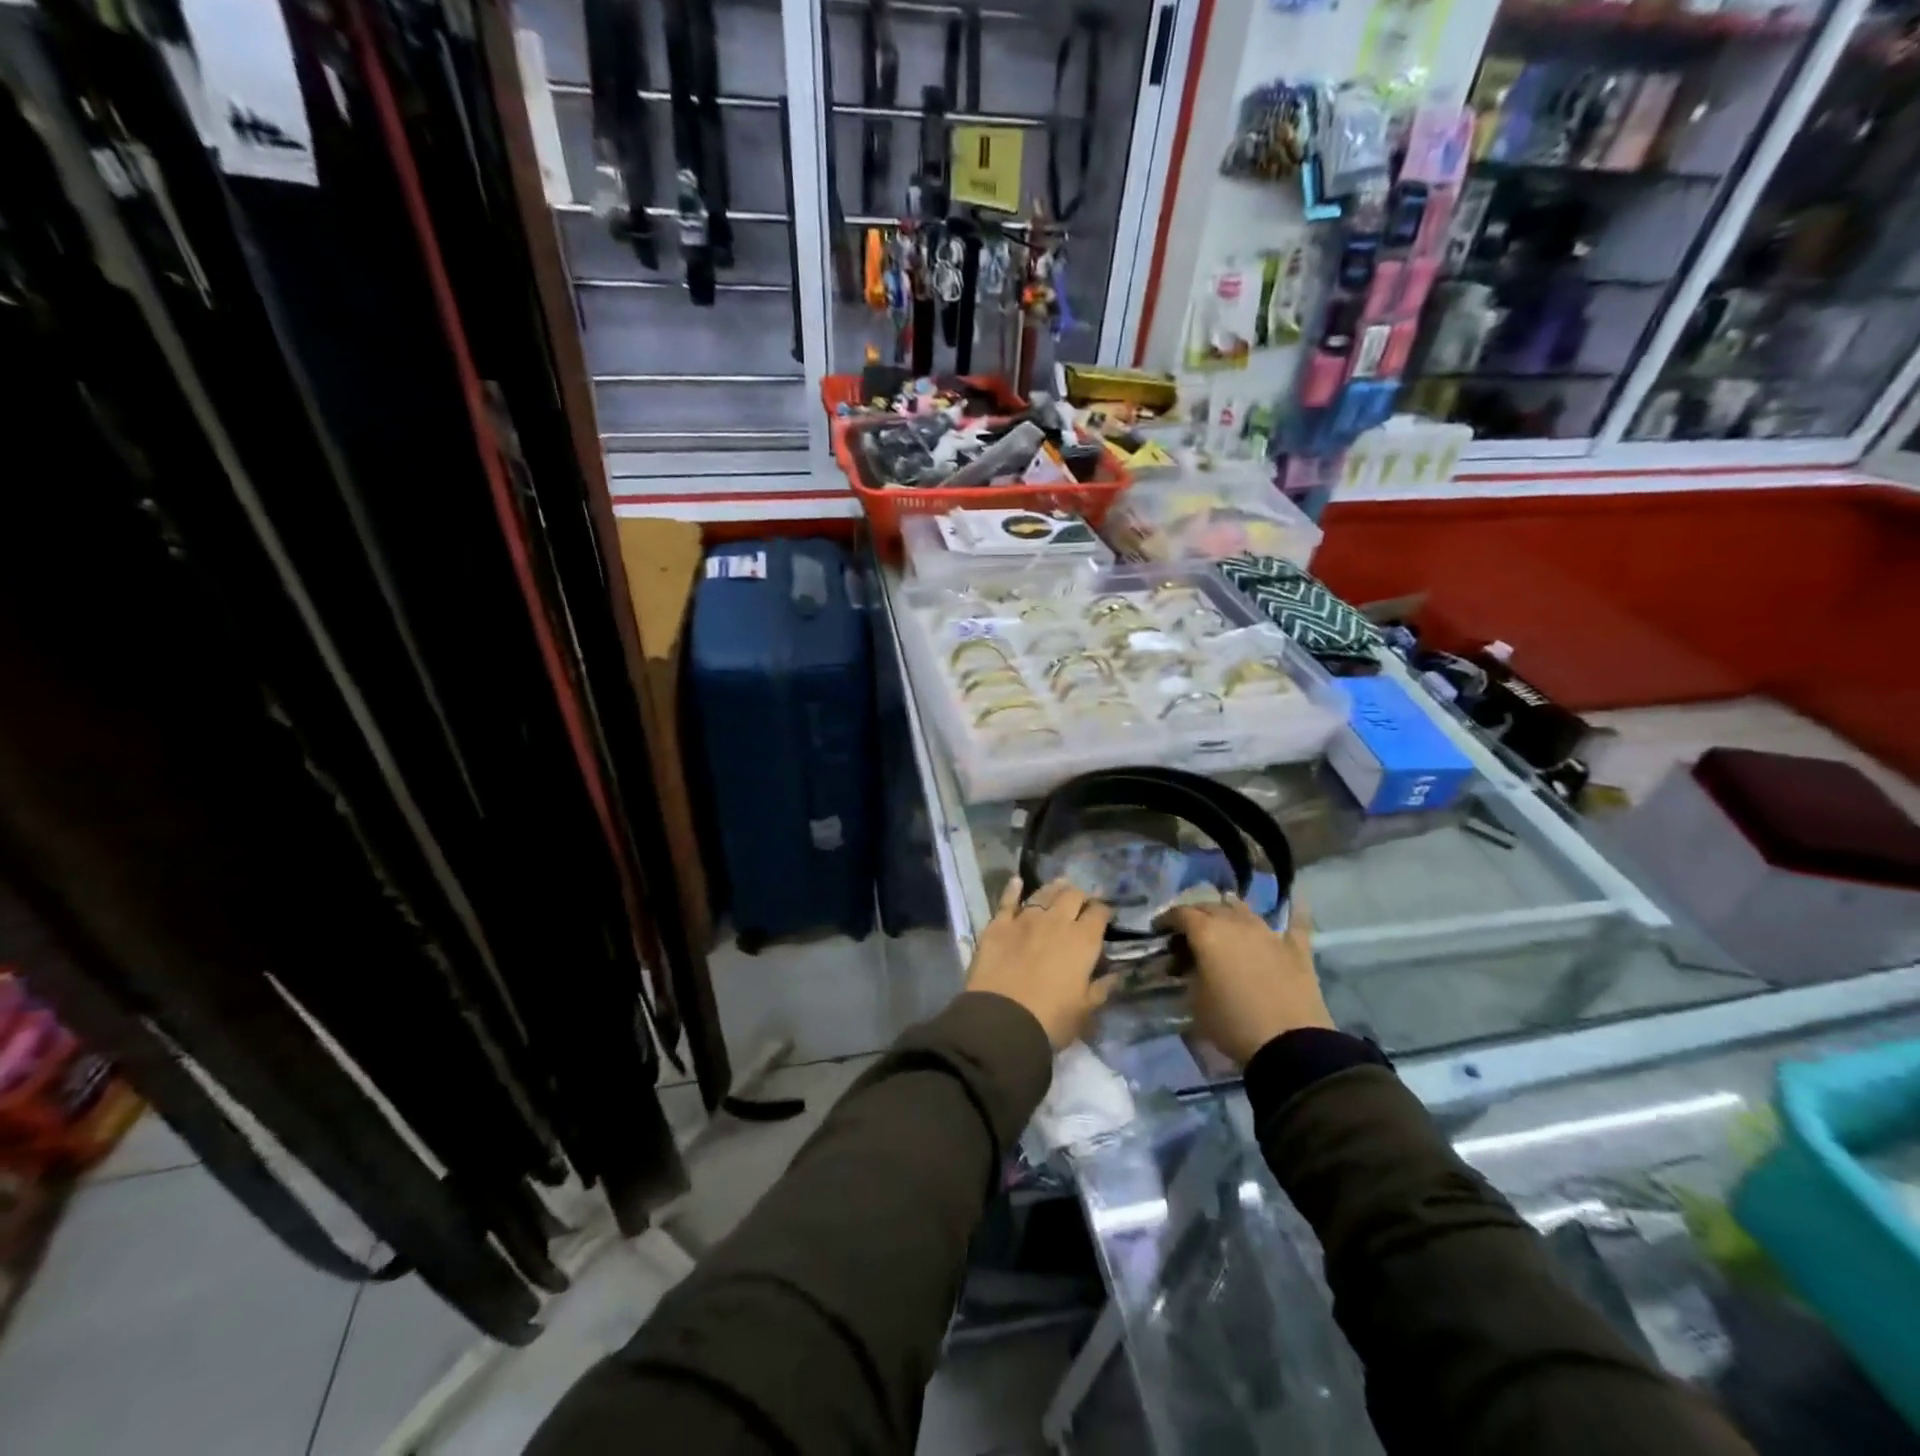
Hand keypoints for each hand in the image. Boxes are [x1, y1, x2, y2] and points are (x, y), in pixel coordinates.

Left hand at [965, 877, 1112, 1049]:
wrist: (1002, 1019)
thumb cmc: (1051, 1020)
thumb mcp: (1085, 1011)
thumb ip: (1102, 988)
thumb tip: (1116, 975)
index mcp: (1083, 940)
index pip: (1099, 913)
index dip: (1103, 911)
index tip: (1104, 915)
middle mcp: (1057, 921)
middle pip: (1072, 895)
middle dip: (1080, 896)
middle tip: (1082, 902)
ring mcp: (1025, 919)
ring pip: (1043, 893)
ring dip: (1054, 888)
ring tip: (1060, 885)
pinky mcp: (998, 924)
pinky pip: (1008, 900)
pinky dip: (1014, 889)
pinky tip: (1017, 881)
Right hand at [1161, 896, 1328, 1065]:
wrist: (1290, 1044)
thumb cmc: (1232, 1023)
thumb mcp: (1195, 1002)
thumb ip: (1189, 974)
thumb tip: (1190, 965)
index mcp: (1206, 933)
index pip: (1180, 913)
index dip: (1166, 919)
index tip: (1158, 929)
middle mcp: (1236, 923)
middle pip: (1210, 906)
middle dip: (1195, 914)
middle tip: (1187, 931)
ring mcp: (1268, 933)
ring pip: (1243, 908)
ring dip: (1229, 910)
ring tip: (1223, 919)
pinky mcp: (1296, 948)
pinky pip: (1296, 922)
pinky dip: (1293, 910)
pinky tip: (1297, 899)